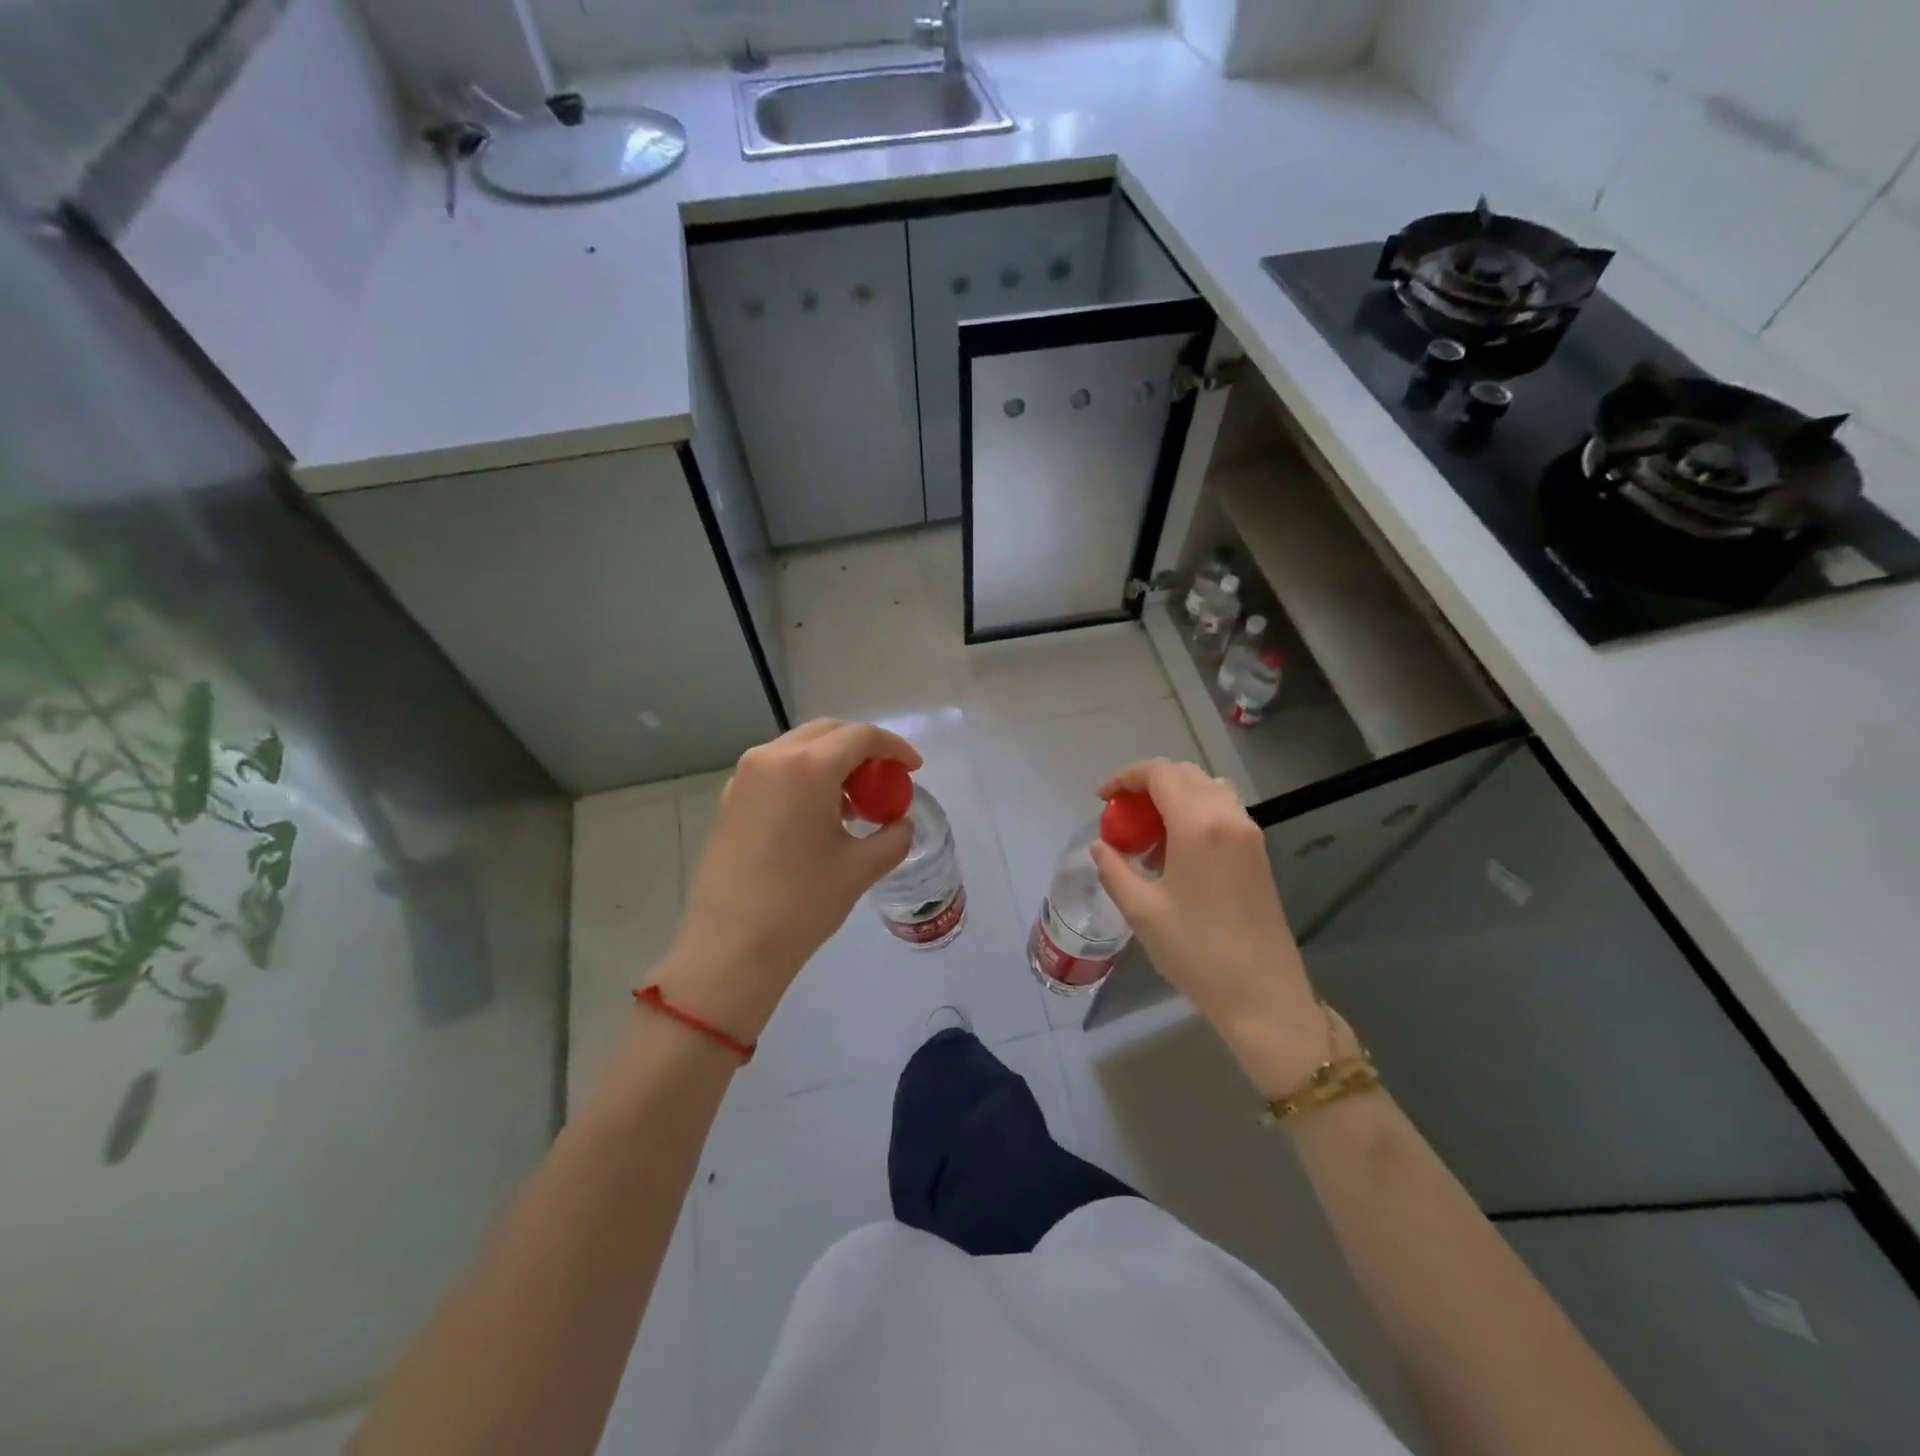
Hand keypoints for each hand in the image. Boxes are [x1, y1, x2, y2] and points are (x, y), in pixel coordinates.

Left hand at [652, 720, 921, 1040]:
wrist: (731, 947)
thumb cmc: (802, 903)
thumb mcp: (861, 868)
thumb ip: (893, 837)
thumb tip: (900, 823)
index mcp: (807, 767)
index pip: (860, 736)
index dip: (894, 748)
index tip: (914, 768)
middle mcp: (771, 758)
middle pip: (827, 733)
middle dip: (862, 749)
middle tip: (884, 781)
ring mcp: (744, 778)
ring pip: (799, 749)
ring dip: (832, 763)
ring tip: (853, 804)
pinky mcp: (730, 800)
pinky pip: (776, 771)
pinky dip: (804, 778)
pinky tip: (818, 816)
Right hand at [1090, 759, 1327, 1095]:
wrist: (1263, 996)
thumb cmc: (1197, 952)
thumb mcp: (1141, 912)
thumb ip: (1115, 870)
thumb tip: (1102, 846)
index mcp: (1199, 825)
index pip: (1160, 773)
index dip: (1126, 778)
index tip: (1103, 800)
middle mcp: (1228, 817)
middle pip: (1185, 774)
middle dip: (1148, 785)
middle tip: (1122, 816)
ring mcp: (1249, 834)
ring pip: (1207, 789)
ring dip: (1174, 797)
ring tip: (1149, 833)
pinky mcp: (1259, 853)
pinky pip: (1223, 811)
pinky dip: (1195, 813)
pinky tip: (1177, 852)